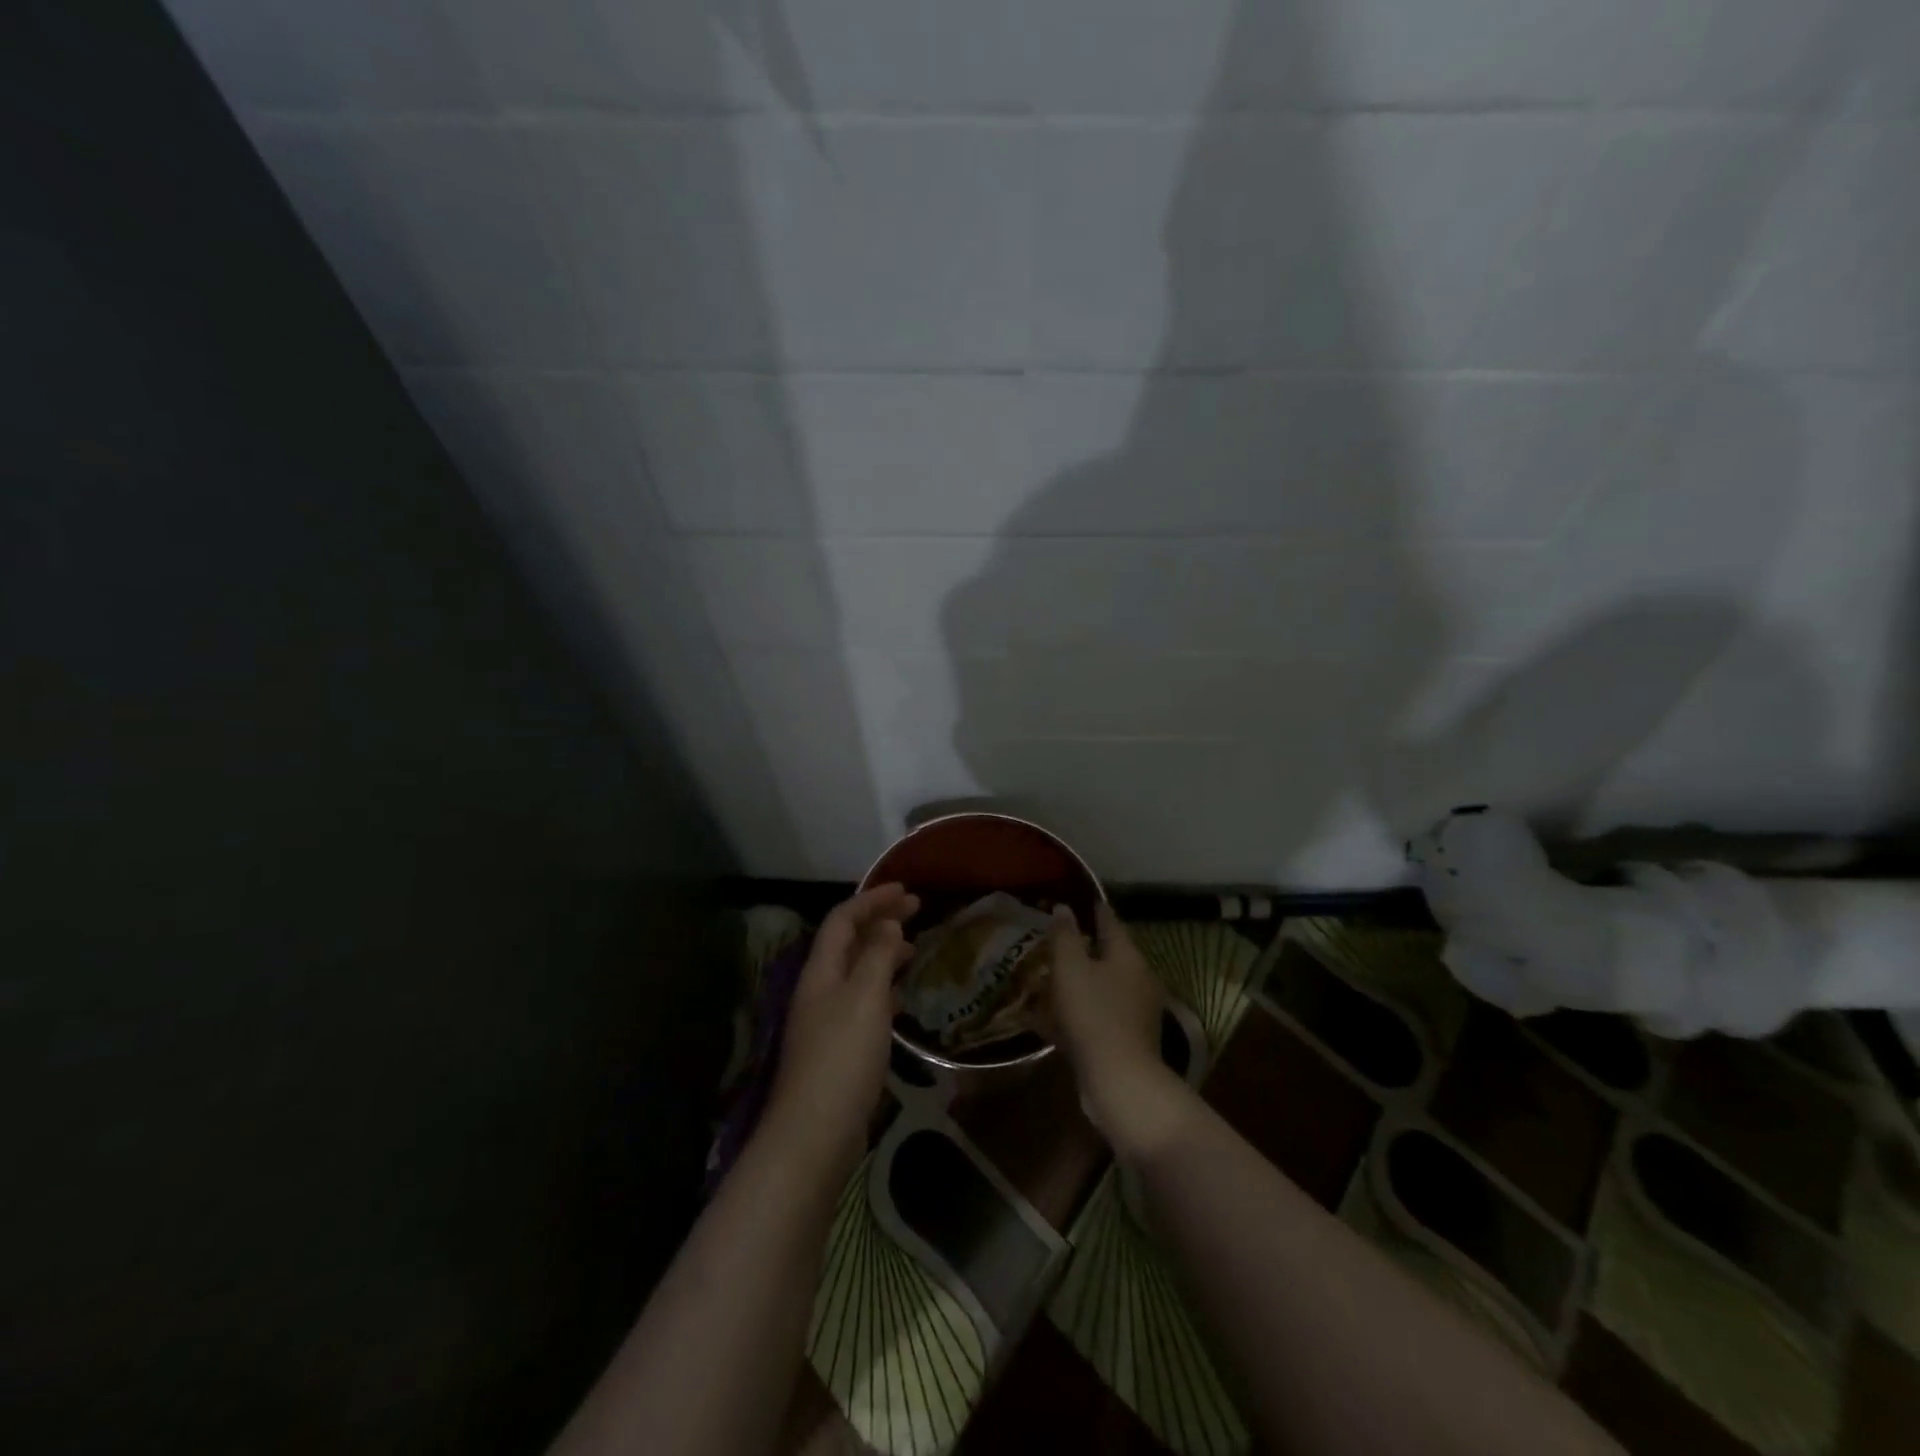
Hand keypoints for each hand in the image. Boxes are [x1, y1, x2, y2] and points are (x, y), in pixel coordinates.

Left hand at [764, 883, 918, 1175]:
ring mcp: (826, 1019)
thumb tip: (887, 925)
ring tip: (913, 948)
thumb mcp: (865, 997)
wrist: (815, 1133)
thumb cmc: (842, 1056)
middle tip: (916, 911)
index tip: (907, 891)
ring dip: (881, 952)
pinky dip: (882, 985)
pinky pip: (862, 999)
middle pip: (847, 941)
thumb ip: (877, 956)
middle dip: (879, 920)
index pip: (843, 919)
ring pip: (855, 970)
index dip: (872, 899)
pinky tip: (900, 995)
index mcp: (821, 970)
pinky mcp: (837, 1046)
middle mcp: (819, 988)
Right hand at [1048, 903, 1194, 1162]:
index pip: (1110, 921)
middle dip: (1083, 947)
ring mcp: (1135, 1012)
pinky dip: (1077, 1012)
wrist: (1120, 1081)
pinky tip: (1051, 1019)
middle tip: (1055, 941)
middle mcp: (1138, 979)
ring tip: (1049, 978)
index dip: (1092, 909)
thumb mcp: (1071, 967)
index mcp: (1127, 956)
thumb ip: (1065, 935)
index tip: (1076, 900)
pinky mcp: (1126, 1040)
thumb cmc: (1094, 1014)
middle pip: (1108, 955)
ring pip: (1101, 986)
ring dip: (1079, 981)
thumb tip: (1063, 908)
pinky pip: (1096, 1015)